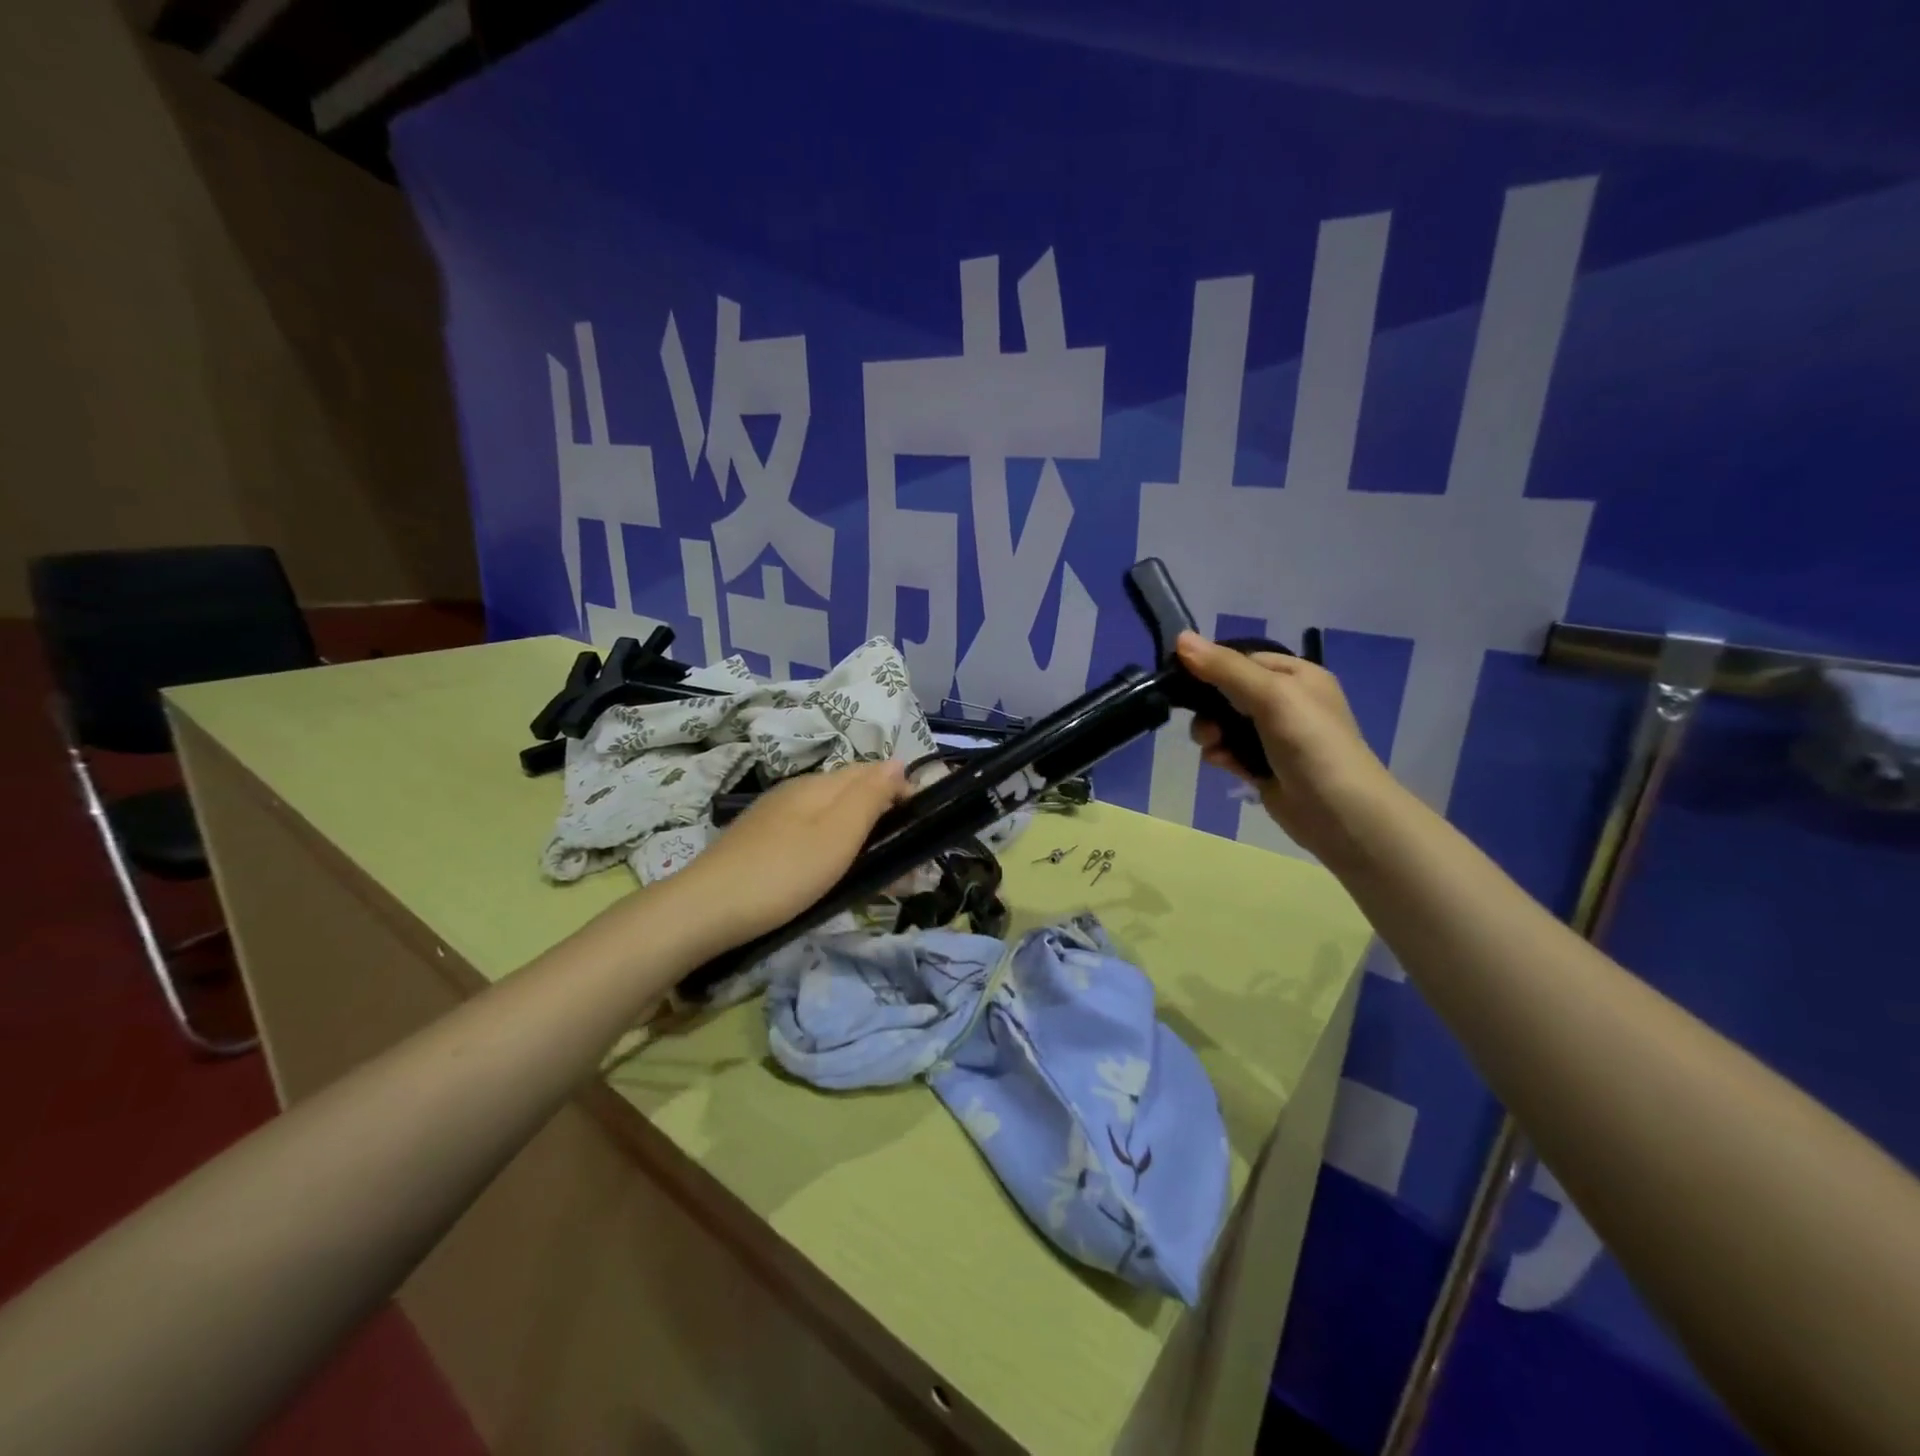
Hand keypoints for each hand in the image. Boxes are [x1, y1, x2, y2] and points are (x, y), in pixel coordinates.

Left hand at [662, 759, 910, 948]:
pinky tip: (831, 875)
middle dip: (882, 817)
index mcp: (818, 784)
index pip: (870, 771)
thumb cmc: (784, 872)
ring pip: (830, 818)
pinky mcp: (760, 843)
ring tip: (877, 873)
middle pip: (850, 794)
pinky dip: (832, 851)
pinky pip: (809, 836)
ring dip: (859, 838)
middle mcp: (796, 792)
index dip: (900, 790)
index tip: (921, 823)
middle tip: (905, 857)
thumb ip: (869, 796)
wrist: (706, 910)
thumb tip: (897, 762)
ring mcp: (774, 817)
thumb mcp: (838, 834)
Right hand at [1175, 632, 1393, 859]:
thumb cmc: (1310, 743)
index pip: (1242, 659)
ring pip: (1224, 723)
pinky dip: (1221, 755)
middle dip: (1208, 707)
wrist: (1339, 812)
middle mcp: (1287, 701)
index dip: (1211, 667)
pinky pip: (1230, 751)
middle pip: (1228, 692)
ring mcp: (1275, 736)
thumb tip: (1181, 637)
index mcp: (1297, 675)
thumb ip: (1225, 668)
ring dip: (1211, 733)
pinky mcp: (1264, 766)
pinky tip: (1221, 764)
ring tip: (1212, 747)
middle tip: (1205, 725)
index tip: (1183, 681)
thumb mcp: (1271, 695)